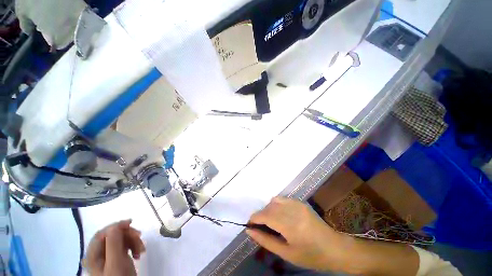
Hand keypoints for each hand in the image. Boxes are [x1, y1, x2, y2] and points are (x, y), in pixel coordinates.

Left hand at [85, 220, 145, 275]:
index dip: (115, 226)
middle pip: (113, 236)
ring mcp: (109, 257)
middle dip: (128, 235)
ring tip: (141, 249)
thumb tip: (115, 226)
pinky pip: (126, 246)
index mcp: (93, 255)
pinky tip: (139, 253)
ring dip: (134, 241)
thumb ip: (113, 244)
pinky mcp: (118, 258)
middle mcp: (99, 255)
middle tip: (140, 236)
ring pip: (121, 240)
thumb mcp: (116, 263)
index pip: (101, 234)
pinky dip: (134, 246)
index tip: (131, 223)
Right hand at [247, 197, 351, 271]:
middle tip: (261, 227)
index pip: (265, 215)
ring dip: (268, 209)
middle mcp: (292, 209)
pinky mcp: (300, 202)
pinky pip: (282, 199)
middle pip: (268, 206)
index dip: (254, 218)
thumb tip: (249, 230)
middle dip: (261, 215)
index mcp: (290, 224)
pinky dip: (276, 205)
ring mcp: (297, 203)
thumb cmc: (310, 255)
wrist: (334, 247)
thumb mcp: (286, 253)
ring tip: (271, 222)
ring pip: (274, 201)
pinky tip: (281, 216)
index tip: (249, 225)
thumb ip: (266, 240)